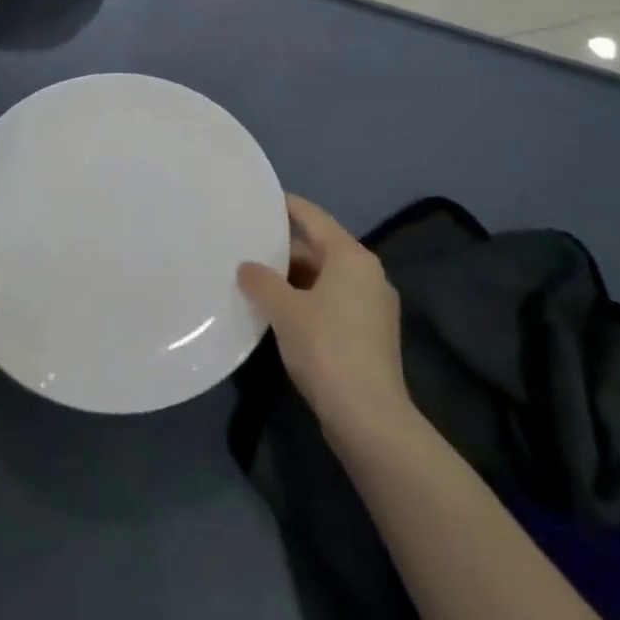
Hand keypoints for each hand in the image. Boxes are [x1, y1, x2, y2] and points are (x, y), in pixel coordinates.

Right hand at [238, 195, 410, 447]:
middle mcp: (368, 274)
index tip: (263, 200)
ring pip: (327, 278)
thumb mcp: (285, 311)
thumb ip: (262, 282)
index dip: (288, 207)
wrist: (370, 418)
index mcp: (352, 257)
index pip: (315, 218)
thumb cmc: (327, 348)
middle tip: (250, 244)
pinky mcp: (370, 336)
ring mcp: (373, 307)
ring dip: (295, 278)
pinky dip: (308, 301)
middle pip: (321, 248)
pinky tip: (281, 313)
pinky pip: (333, 302)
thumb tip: (246, 267)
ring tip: (258, 278)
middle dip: (286, 248)